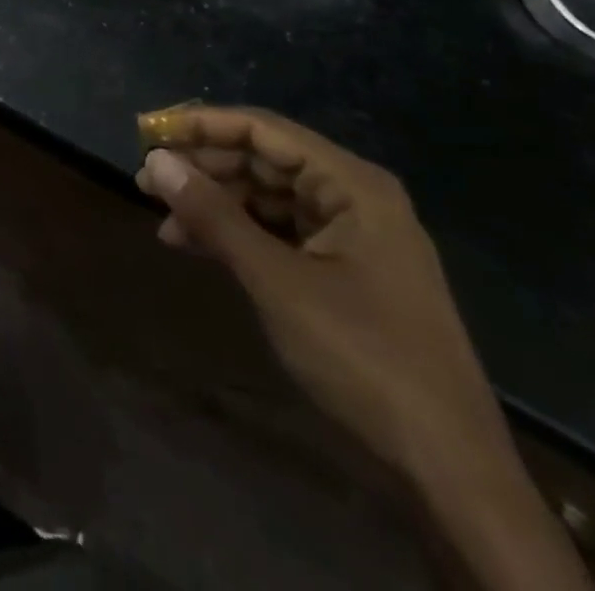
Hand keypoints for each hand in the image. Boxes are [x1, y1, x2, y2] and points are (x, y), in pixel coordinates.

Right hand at [136, 106, 590, 590]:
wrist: (449, 467)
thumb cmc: (363, 357)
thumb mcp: (277, 281)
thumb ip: (213, 215)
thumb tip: (155, 161)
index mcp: (352, 186)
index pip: (262, 130)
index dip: (201, 125)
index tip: (148, 132)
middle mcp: (353, 198)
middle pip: (262, 160)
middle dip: (202, 167)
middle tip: (145, 179)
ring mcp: (349, 236)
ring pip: (264, 197)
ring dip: (212, 203)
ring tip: (160, 215)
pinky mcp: (343, 271)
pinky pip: (276, 232)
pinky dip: (234, 234)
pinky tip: (192, 245)